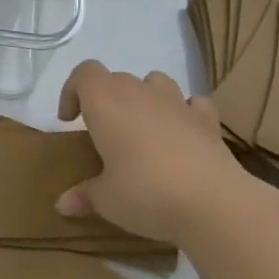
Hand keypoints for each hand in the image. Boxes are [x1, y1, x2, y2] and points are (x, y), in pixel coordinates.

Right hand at [54, 61, 278, 247]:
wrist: (215, 203)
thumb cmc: (146, 193)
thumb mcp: (106, 200)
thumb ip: (84, 196)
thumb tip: (63, 205)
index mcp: (106, 103)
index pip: (84, 73)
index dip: (72, 91)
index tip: (69, 121)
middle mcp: (139, 94)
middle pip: (116, 78)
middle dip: (105, 99)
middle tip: (103, 133)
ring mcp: (177, 103)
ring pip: (154, 81)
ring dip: (144, 96)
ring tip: (141, 127)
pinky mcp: (208, 121)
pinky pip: (192, 103)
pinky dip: (183, 112)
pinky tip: (181, 134)